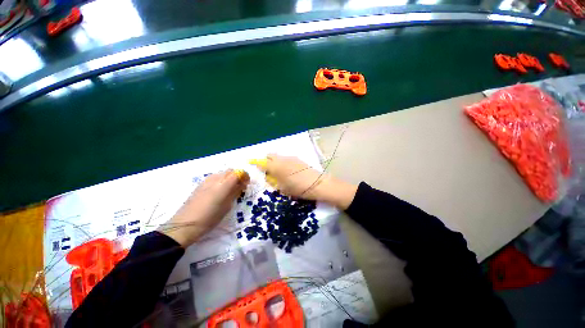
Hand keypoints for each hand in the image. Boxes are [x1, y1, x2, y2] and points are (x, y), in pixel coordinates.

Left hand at [159, 170, 248, 246]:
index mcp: (223, 185)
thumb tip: (241, 185)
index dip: (244, 176)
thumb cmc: (210, 218)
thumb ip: (235, 193)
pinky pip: (214, 177)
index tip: (247, 183)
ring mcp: (206, 181)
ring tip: (230, 188)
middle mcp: (215, 179)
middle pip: (230, 170)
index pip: (238, 173)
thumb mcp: (226, 207)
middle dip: (238, 176)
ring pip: (222, 173)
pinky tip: (219, 190)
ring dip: (229, 177)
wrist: (185, 224)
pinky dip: (221, 180)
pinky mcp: (200, 184)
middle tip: (240, 186)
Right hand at [252, 154, 357, 208]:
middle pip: (270, 155)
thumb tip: (268, 176)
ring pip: (278, 156)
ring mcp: (290, 158)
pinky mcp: (297, 158)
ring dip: (275, 161)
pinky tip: (288, 170)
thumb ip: (273, 181)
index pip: (262, 162)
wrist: (317, 184)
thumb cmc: (298, 188)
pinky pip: (286, 158)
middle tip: (268, 171)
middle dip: (266, 161)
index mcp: (276, 167)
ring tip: (279, 172)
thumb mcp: (282, 188)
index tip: (250, 162)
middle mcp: (282, 159)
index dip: (255, 162)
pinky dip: (283, 162)